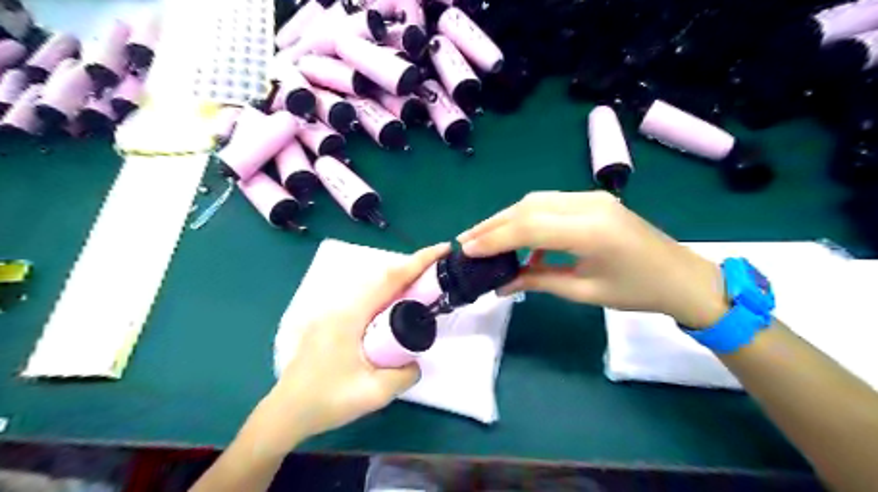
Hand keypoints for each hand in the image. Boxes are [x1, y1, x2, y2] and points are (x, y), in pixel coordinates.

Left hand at [251, 242, 447, 453]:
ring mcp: (333, 312)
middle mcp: (340, 306)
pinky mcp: (332, 320)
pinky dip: (387, 294)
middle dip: (412, 269)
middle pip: (382, 278)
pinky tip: (396, 307)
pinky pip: (366, 298)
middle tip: (438, 272)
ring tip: (423, 286)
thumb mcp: (374, 394)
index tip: (442, 249)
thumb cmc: (326, 402)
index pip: (389, 280)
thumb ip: (404, 375)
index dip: (418, 262)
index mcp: (350, 316)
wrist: (286, 413)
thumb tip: (415, 361)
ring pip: (373, 286)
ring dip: (399, 281)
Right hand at [457, 190, 730, 326]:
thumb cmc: (638, 292)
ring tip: (483, 238)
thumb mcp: (584, 292)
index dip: (494, 238)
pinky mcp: (592, 200)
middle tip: (466, 241)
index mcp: (590, 230)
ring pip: (535, 202)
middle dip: (493, 224)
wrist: (682, 277)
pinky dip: (528, 220)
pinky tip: (520, 241)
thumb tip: (501, 285)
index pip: (528, 227)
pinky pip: (550, 205)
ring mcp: (591, 198)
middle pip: (527, 207)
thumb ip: (538, 281)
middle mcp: (588, 204)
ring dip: (506, 219)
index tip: (467, 250)